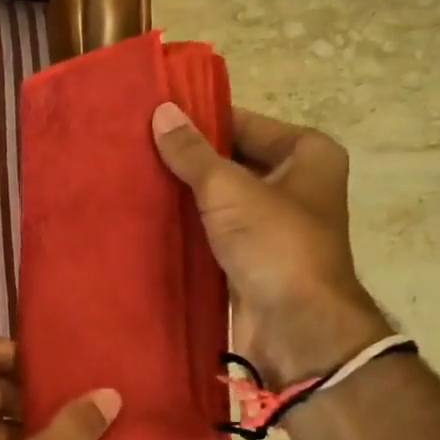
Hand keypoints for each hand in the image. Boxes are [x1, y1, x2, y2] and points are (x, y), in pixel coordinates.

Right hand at [152, 102, 390, 384]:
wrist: (295, 328)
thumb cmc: (275, 244)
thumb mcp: (229, 189)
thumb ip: (192, 152)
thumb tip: (161, 111)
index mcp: (307, 154)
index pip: (243, 122)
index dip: (199, 120)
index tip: (152, 116)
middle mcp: (294, 183)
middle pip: (230, 159)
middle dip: (187, 158)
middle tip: (133, 146)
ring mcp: (271, 223)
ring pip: (219, 197)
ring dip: (183, 193)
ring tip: (132, 176)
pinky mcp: (250, 255)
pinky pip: (213, 229)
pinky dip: (187, 224)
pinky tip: (147, 215)